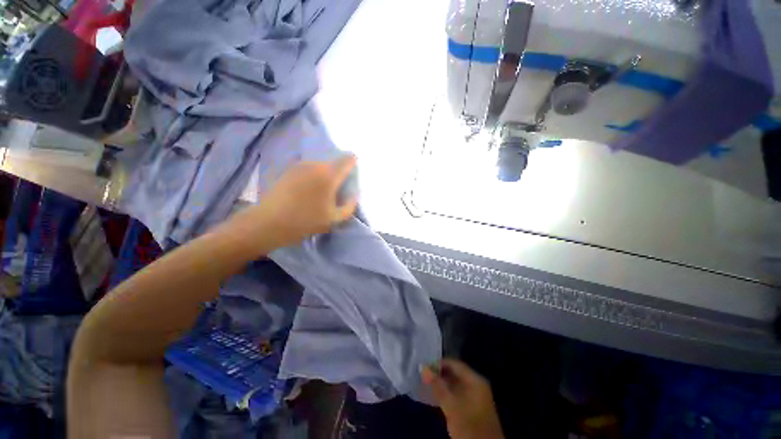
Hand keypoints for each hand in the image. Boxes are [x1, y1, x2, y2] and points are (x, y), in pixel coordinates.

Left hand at [230, 155, 357, 248]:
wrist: (268, 222)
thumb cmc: (305, 221)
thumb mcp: (334, 219)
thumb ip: (350, 206)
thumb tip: (353, 195)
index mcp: (329, 175)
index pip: (348, 159)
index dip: (353, 164)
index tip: (352, 176)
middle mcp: (315, 164)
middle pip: (334, 163)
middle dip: (339, 173)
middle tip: (337, 190)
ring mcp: (300, 165)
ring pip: (321, 166)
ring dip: (325, 175)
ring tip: (321, 193)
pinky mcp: (289, 170)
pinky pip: (309, 169)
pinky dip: (313, 176)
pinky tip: (307, 191)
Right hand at [422, 359, 503, 438]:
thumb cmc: (469, 426)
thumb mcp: (451, 406)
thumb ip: (437, 386)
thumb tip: (423, 367)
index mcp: (475, 380)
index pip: (455, 364)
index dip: (439, 363)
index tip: (424, 366)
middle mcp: (477, 385)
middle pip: (455, 373)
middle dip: (439, 374)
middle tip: (422, 374)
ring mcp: (475, 397)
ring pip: (455, 384)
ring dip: (441, 384)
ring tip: (425, 384)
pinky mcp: (472, 408)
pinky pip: (457, 394)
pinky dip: (446, 394)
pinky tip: (435, 396)